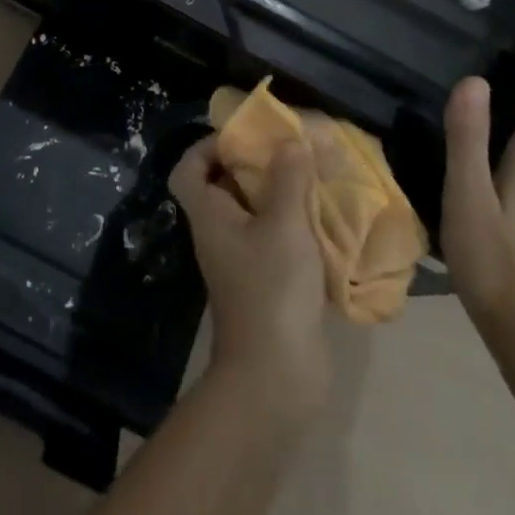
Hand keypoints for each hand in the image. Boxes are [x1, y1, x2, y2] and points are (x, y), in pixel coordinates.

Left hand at [169, 136, 330, 415]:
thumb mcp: (284, 224)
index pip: (188, 169)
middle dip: (256, 165)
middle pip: (225, 186)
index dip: (207, 146)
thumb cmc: (271, 289)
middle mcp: (219, 234)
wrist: (276, 378)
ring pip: (255, 214)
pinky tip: (325, 219)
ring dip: (281, 195)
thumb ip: (288, 178)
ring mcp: (242, 261)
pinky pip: (276, 241)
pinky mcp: (267, 284)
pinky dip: (296, 227)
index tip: (244, 136)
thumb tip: (290, 140)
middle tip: (291, 151)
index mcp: (209, 215)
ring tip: (314, 177)